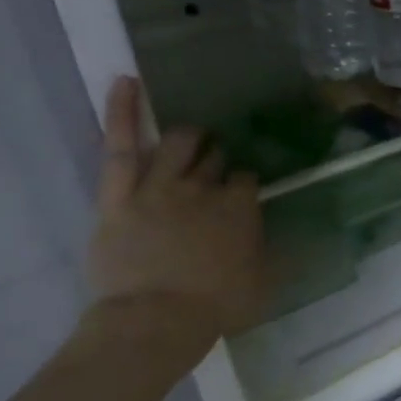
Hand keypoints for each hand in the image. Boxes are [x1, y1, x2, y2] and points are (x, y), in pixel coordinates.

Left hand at [85, 77, 265, 344]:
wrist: (157, 319)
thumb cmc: (217, 305)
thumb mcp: (263, 280)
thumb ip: (269, 249)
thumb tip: (281, 234)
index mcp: (241, 208)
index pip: (246, 180)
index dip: (243, 185)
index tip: (240, 195)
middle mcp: (205, 188)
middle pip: (214, 161)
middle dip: (218, 158)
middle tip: (216, 164)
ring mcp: (160, 186)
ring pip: (179, 145)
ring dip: (190, 137)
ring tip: (194, 137)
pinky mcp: (119, 195)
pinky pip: (121, 147)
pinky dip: (124, 112)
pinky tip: (126, 81)